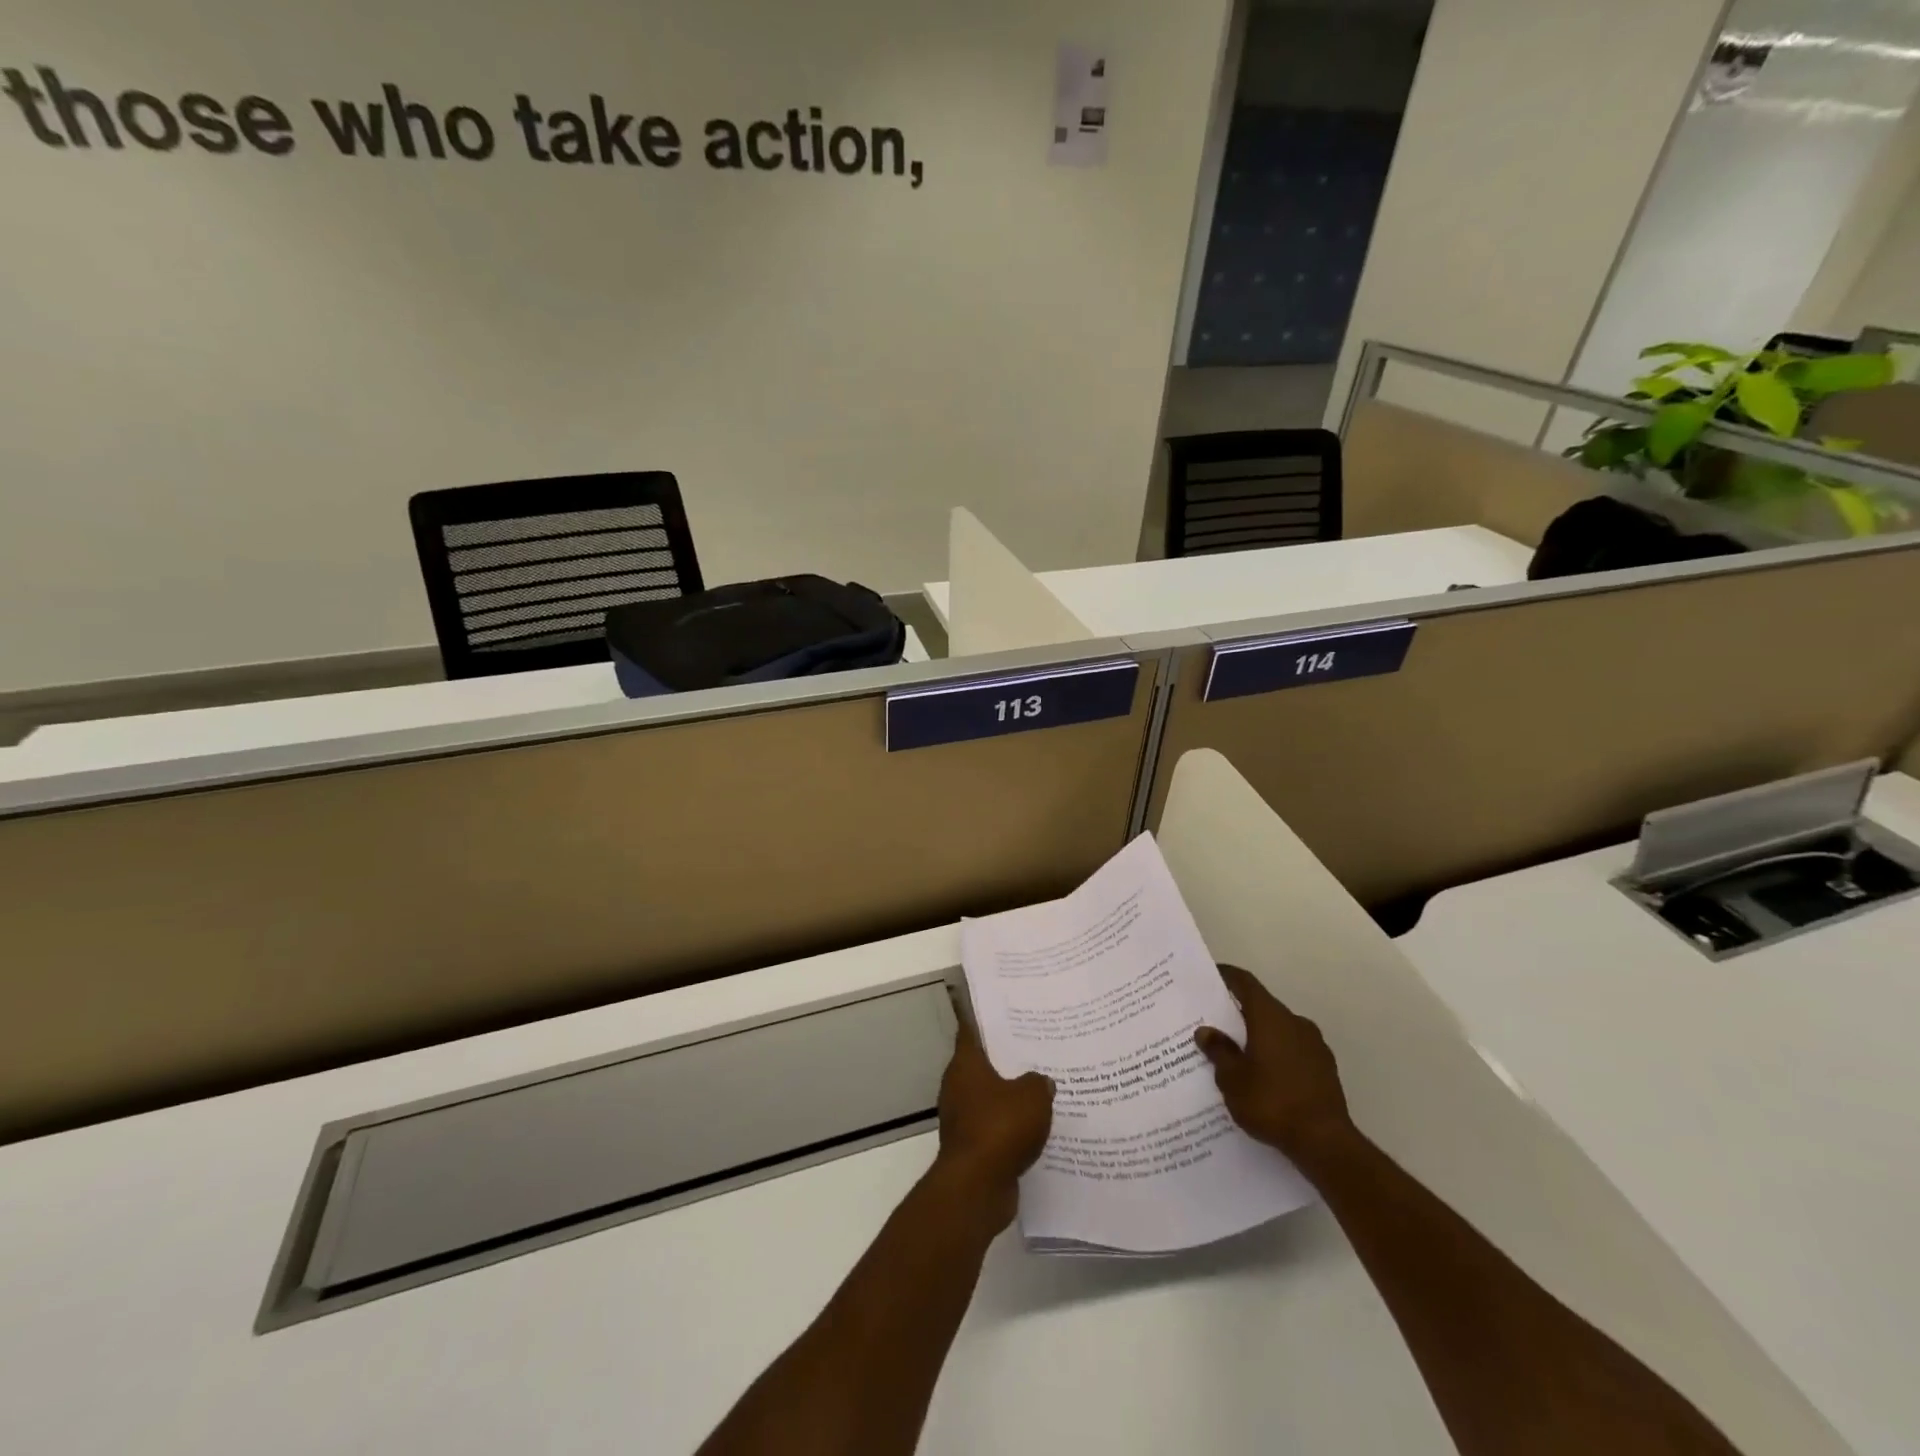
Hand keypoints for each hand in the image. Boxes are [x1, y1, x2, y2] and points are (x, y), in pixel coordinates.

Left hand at [931, 1012, 1054, 1228]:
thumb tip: (1041, 1081)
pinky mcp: (971, 1146)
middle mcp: (958, 1086)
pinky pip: (994, 1127)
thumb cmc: (1000, 1127)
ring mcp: (962, 1118)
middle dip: (1005, 1059)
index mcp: (966, 1064)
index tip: (1003, 1013)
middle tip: (1033, 1050)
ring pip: (989, 1098)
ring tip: (1040, 1089)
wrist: (977, 1186)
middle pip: (982, 1065)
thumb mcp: (1032, 1096)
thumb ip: (1039, 1082)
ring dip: (1009, 1096)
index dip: (985, 1020)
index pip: (971, 1031)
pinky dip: (1009, 1126)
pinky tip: (1035, 1126)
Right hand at [1196, 965, 1352, 1162]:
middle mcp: (1295, 1023)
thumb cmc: (1272, 1102)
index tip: (1210, 977)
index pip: (1246, 983)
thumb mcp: (1232, 1079)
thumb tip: (1206, 1031)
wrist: (1326, 1143)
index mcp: (1270, 1017)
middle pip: (1262, 1007)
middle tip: (1216, 1025)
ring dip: (1259, 1037)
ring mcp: (1315, 1046)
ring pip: (1279, 1031)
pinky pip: (1293, 1051)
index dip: (1227, 977)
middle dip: (1239, 1014)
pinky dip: (1277, 1056)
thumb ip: (1219, 1051)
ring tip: (1238, 1056)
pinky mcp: (1326, 1069)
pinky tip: (1264, 1079)